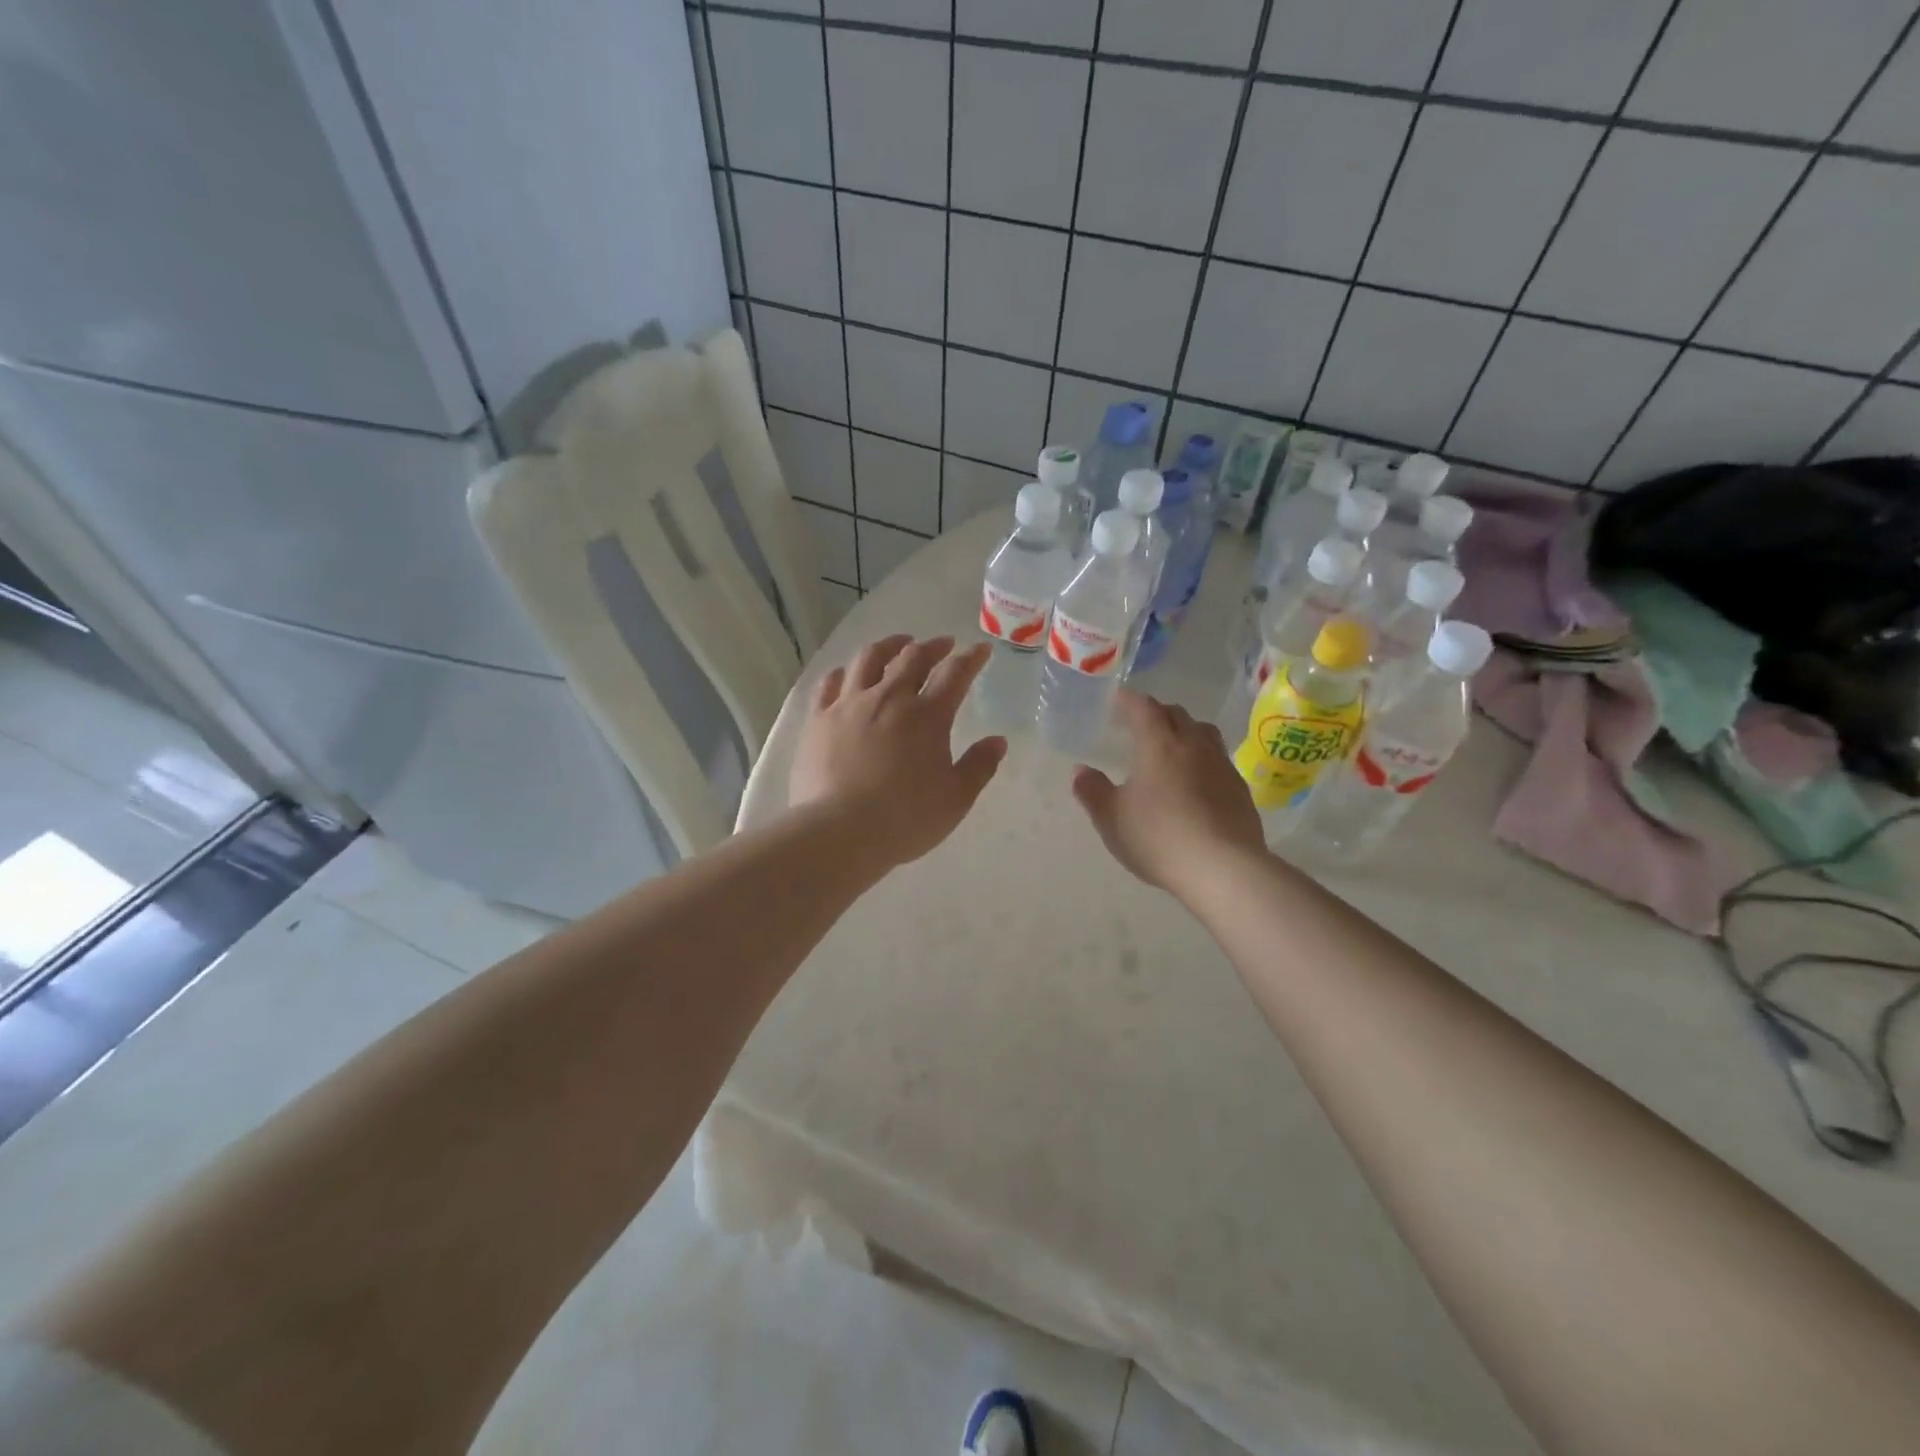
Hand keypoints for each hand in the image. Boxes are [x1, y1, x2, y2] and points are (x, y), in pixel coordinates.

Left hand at [790, 635, 1007, 869]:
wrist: (839, 831)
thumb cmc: (905, 818)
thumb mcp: (955, 799)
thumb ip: (979, 766)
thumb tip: (997, 741)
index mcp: (927, 716)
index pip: (955, 674)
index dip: (971, 659)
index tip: (980, 650)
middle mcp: (889, 699)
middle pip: (912, 658)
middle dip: (932, 646)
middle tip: (943, 644)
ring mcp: (849, 705)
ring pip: (869, 659)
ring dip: (889, 646)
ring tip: (899, 644)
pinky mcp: (818, 720)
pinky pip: (830, 683)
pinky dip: (844, 672)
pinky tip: (847, 674)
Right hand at [1072, 689, 1265, 894]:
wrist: (1223, 869)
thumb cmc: (1159, 838)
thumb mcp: (1112, 819)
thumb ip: (1093, 791)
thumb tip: (1080, 770)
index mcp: (1159, 745)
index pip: (1143, 708)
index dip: (1128, 700)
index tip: (1117, 700)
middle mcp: (1193, 745)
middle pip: (1176, 715)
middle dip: (1156, 713)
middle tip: (1138, 725)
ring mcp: (1221, 765)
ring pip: (1203, 732)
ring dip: (1184, 731)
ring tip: (1171, 747)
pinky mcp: (1239, 788)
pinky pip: (1218, 759)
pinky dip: (1202, 758)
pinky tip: (1195, 780)